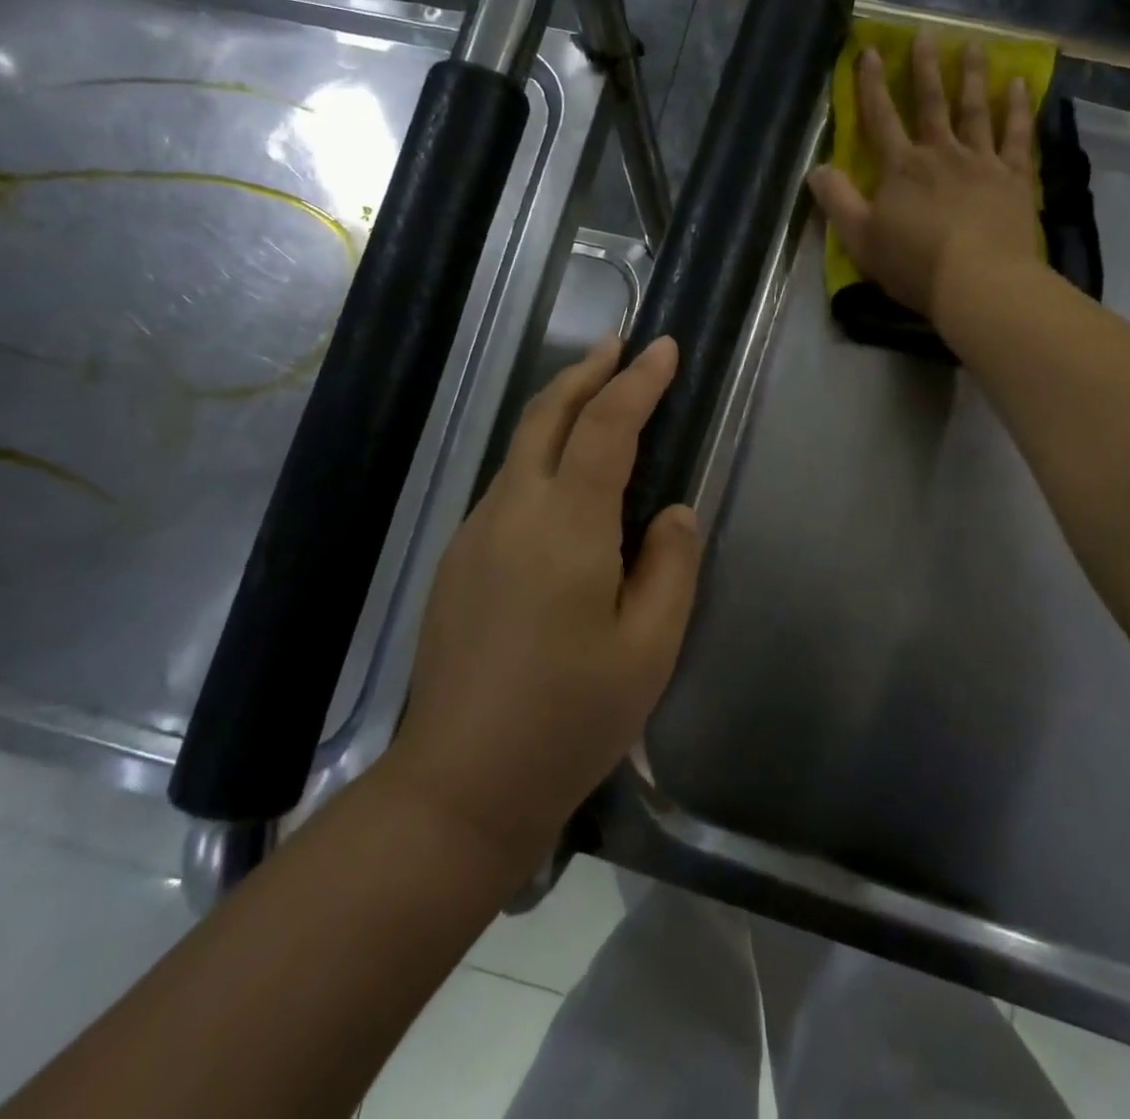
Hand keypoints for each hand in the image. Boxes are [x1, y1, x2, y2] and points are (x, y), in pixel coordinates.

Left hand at [384, 336, 701, 864]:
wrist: (460, 785)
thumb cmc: (569, 717)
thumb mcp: (650, 648)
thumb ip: (671, 565)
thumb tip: (672, 511)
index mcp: (566, 525)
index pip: (606, 426)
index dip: (637, 382)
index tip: (663, 348)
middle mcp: (512, 511)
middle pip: (546, 415)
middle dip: (586, 371)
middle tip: (621, 344)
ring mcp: (475, 534)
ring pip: (522, 448)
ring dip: (561, 410)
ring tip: (599, 397)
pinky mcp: (458, 560)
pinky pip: (508, 486)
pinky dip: (542, 455)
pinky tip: (565, 480)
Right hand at [808, 32, 1041, 325]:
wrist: (979, 281)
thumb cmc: (914, 264)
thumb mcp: (860, 239)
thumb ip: (837, 202)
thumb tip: (816, 168)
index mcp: (901, 169)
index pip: (881, 119)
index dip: (872, 85)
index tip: (870, 51)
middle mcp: (940, 154)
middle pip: (931, 104)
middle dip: (925, 68)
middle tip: (926, 32)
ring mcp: (981, 162)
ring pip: (975, 110)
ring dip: (972, 76)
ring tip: (973, 45)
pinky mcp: (1015, 178)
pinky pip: (1017, 135)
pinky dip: (1018, 108)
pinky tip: (1019, 84)